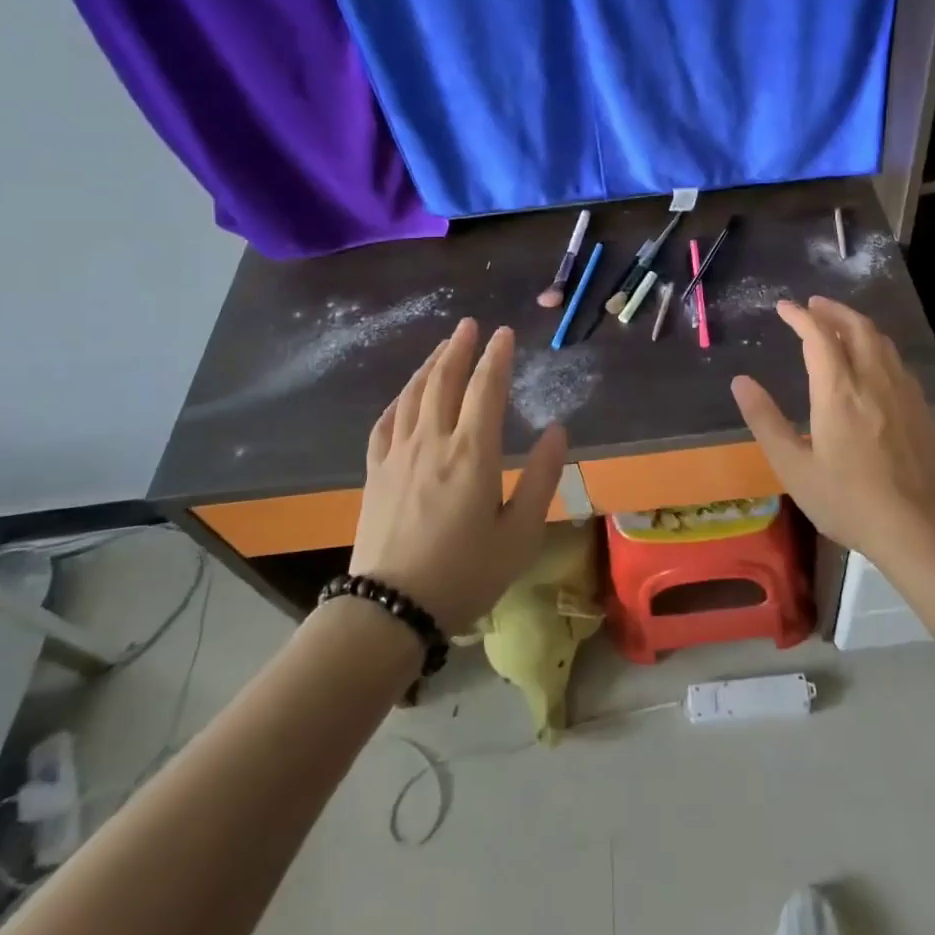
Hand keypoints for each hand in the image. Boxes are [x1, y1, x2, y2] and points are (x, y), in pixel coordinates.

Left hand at [350, 319, 566, 633]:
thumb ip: (540, 477)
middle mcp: (433, 442)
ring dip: (430, 365)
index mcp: (473, 453)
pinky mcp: (375, 473)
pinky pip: (386, 423)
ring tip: (443, 347)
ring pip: (413, 395)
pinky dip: (399, 400)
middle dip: (460, 348)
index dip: (497, 357)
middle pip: (444, 381)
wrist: (389, 610)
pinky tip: (404, 395)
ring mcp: (398, 455)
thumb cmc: (465, 573)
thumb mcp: (519, 533)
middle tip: (470, 325)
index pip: (486, 389)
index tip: (504, 333)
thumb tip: (558, 430)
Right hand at [731, 297, 934, 568]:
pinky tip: (872, 360)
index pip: (818, 336)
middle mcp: (873, 380)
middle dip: (832, 310)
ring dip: (856, 323)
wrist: (917, 527)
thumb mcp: (794, 467)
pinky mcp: (919, 406)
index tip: (783, 307)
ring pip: (881, 340)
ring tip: (838, 324)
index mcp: (839, 391)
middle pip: (856, 327)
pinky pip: (896, 359)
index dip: (799, 316)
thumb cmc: (847, 500)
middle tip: (812, 305)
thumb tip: (741, 381)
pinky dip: (877, 344)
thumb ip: (765, 421)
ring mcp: (902, 391)